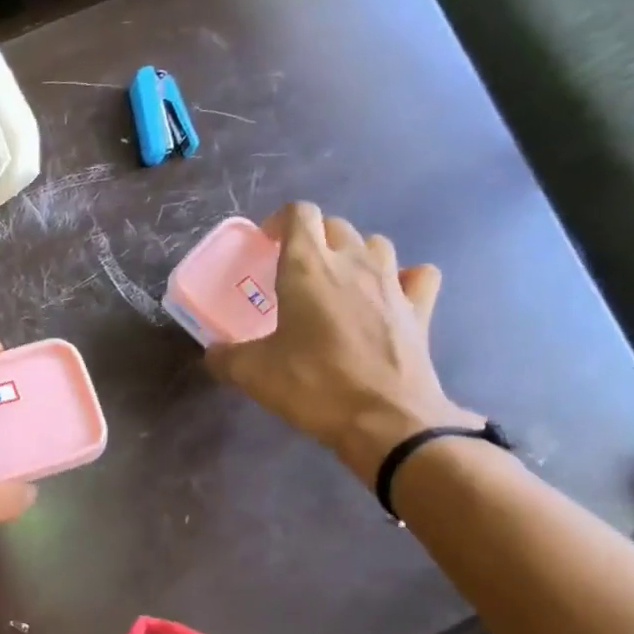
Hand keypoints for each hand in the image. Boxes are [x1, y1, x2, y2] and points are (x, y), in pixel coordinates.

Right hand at [204, 202, 478, 479]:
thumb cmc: (312, 385)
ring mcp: (392, 283)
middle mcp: (353, 263)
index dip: (279, 222)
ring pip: (375, 244)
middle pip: (336, 226)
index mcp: (307, 268)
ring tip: (338, 281)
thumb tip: (214, 353)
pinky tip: (389, 295)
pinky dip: (402, 277)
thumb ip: (225, 356)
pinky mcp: (420, 308)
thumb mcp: (252, 373)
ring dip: (354, 253)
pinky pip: (416, 275)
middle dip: (313, 238)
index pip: (299, 214)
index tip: (266, 244)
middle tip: (294, 270)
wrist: (386, 420)